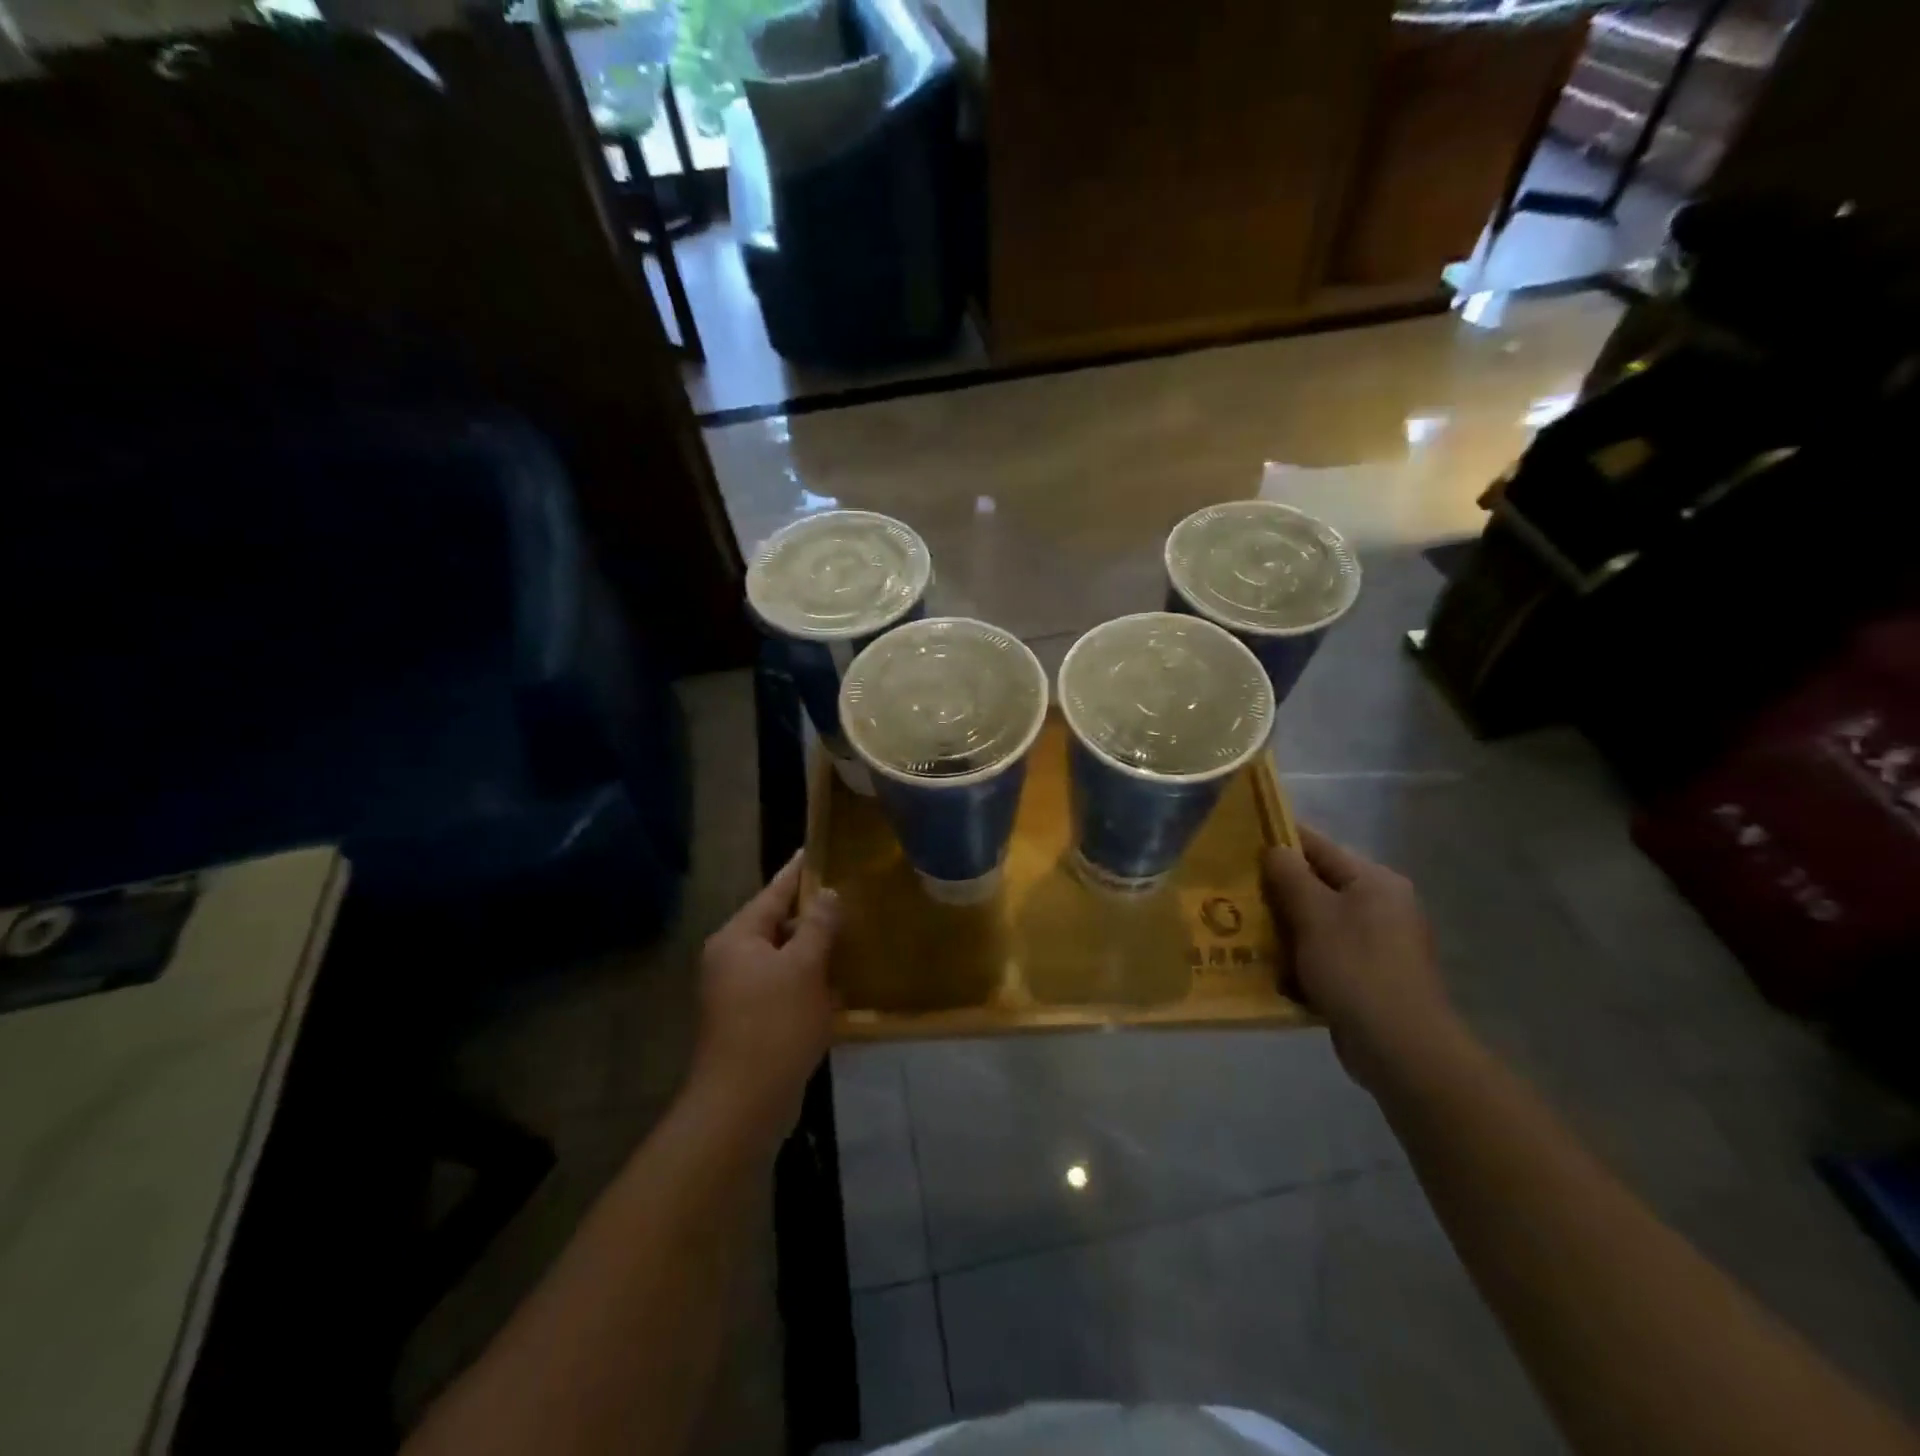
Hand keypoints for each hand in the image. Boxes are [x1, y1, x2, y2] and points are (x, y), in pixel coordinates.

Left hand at [690, 853, 841, 1145]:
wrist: (743, 1103)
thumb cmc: (774, 1024)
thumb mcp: (804, 967)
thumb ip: (818, 926)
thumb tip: (827, 894)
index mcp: (737, 938)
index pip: (773, 892)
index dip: (797, 872)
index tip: (815, 849)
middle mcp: (731, 958)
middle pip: (776, 924)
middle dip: (810, 913)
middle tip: (846, 894)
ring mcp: (738, 992)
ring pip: (782, 957)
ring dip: (812, 949)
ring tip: (848, 932)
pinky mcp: (750, 1020)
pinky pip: (782, 986)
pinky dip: (807, 980)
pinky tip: (836, 981)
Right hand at [1262, 825, 1457, 1090]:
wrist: (1401, 1048)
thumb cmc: (1355, 968)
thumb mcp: (1314, 914)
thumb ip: (1290, 875)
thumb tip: (1275, 848)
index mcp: (1374, 881)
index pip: (1318, 847)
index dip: (1279, 842)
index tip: (1240, 846)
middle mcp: (1382, 905)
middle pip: (1319, 885)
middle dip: (1278, 891)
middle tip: (1236, 894)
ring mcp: (1380, 943)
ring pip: (1320, 922)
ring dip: (1286, 928)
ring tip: (1245, 931)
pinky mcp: (1371, 975)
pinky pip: (1328, 953)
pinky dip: (1302, 957)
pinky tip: (1274, 970)